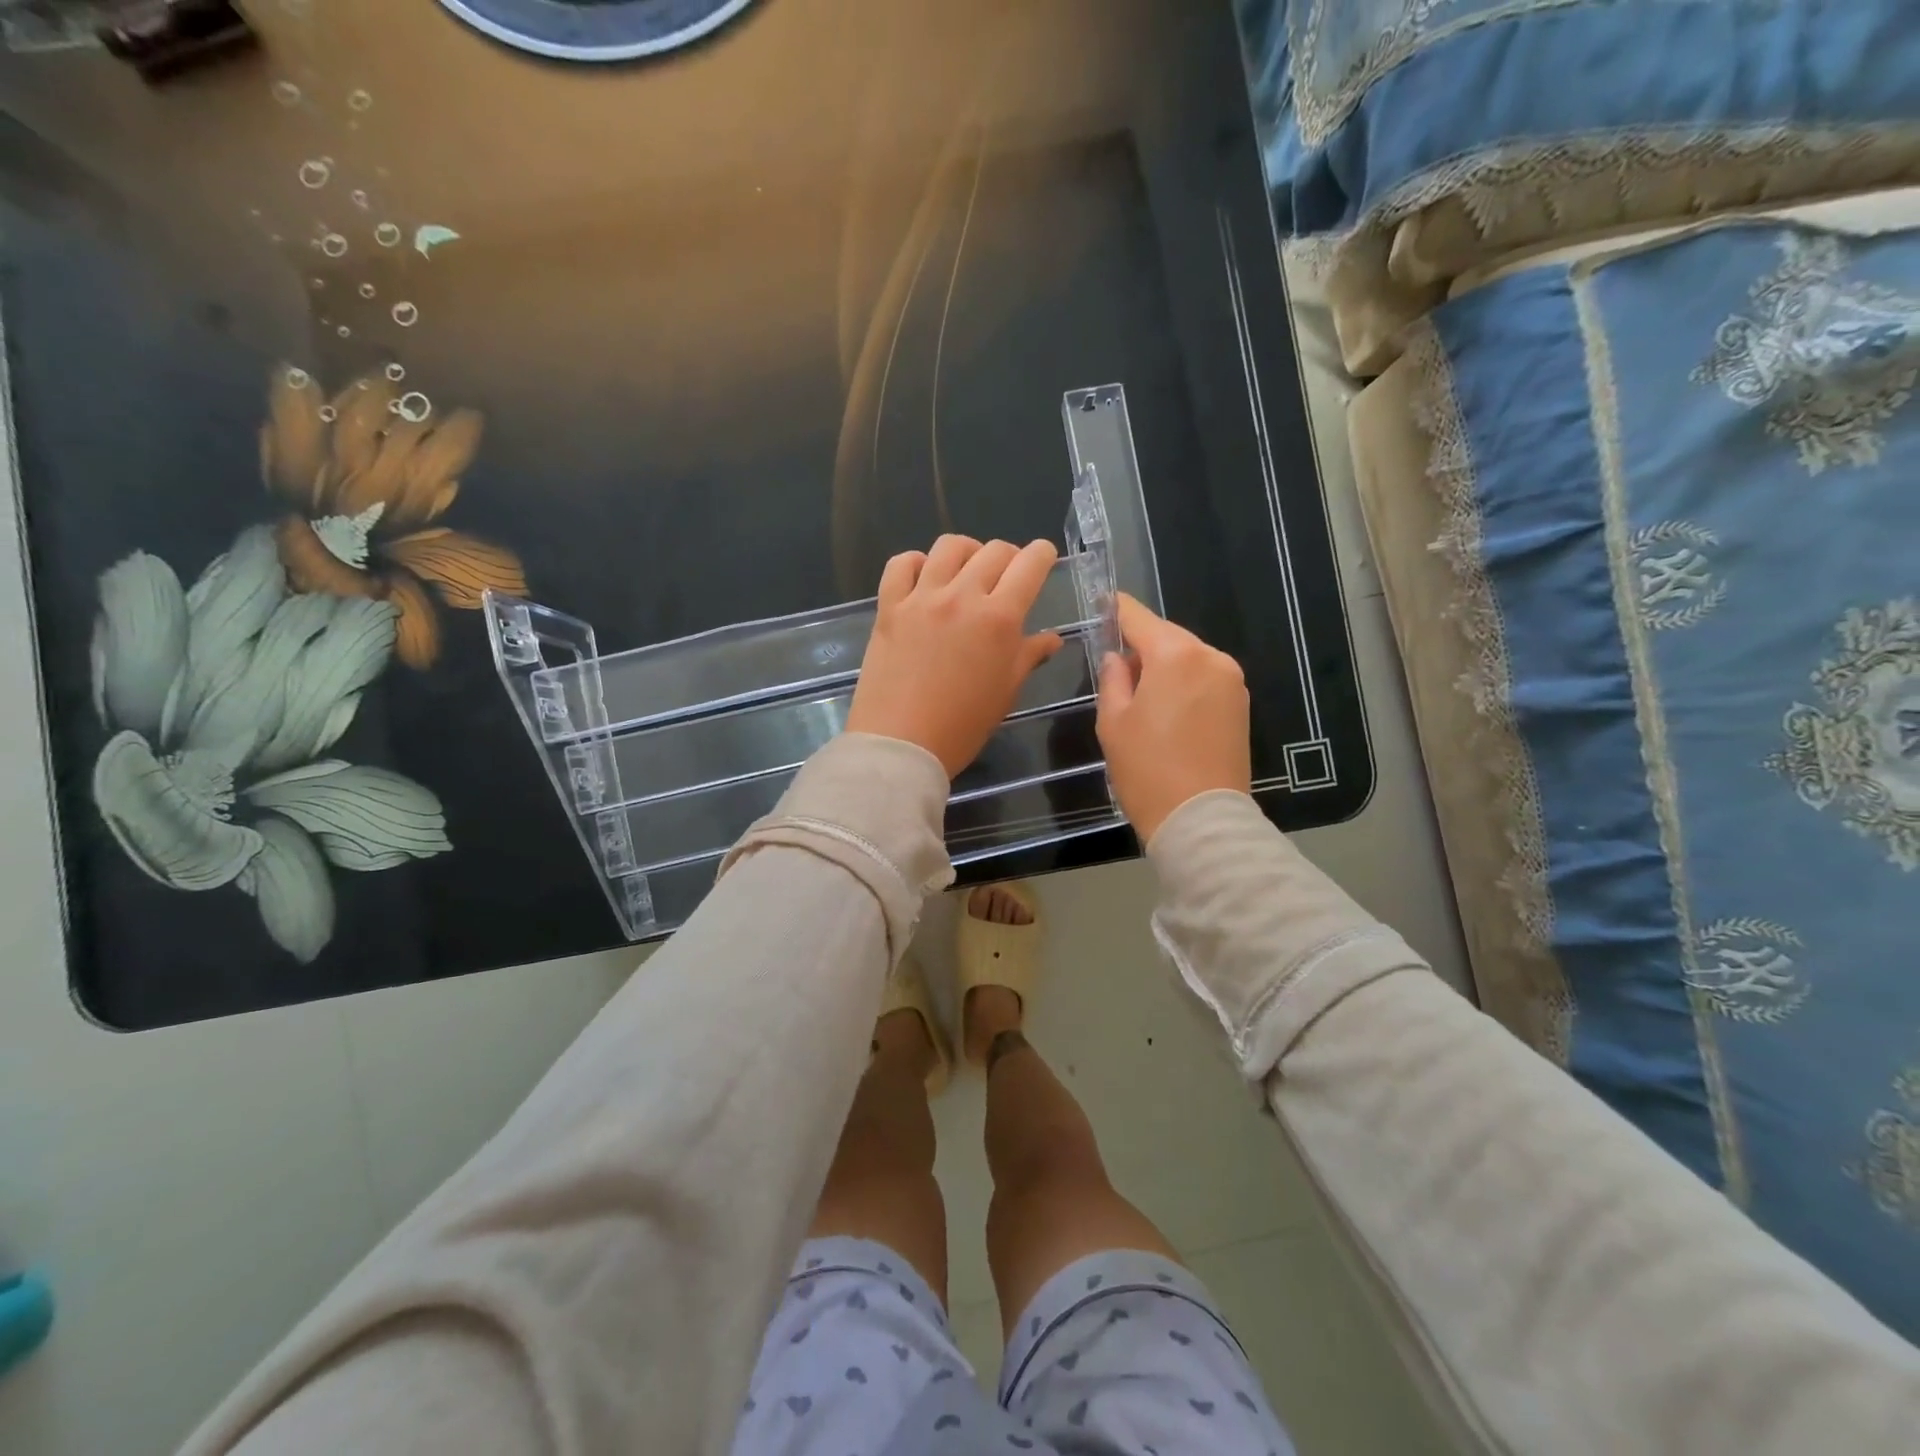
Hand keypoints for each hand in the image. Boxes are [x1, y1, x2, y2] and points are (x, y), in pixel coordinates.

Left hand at [847, 535, 1064, 775]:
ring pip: (949, 547)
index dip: (1042, 555)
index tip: (1043, 559)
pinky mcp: (889, 607)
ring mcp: (922, 598)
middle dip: (1010, 556)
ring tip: (968, 571)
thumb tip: (1051, 638)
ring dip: (968, 552)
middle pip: (994, 551)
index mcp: (999, 618)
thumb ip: (1028, 656)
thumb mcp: (1006, 692)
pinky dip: (916, 562)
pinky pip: (901, 564)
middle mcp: (962, 597)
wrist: (901, 744)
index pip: (1030, 564)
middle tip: (1008, 576)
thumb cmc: (962, 726)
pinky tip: (924, 578)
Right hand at [1096, 593, 1251, 843]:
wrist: (1201, 818)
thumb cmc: (1146, 769)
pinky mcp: (1241, 705)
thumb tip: (1117, 657)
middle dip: (1142, 645)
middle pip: (1167, 637)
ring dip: (1164, 666)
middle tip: (1116, 667)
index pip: (1139, 618)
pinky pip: (1205, 678)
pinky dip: (1184, 683)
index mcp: (1175, 655)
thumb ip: (1113, 678)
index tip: (1103, 602)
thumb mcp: (1113, 721)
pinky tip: (1167, 710)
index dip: (1117, 609)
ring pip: (1188, 658)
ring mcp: (1231, 680)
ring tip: (1141, 697)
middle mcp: (1209, 657)